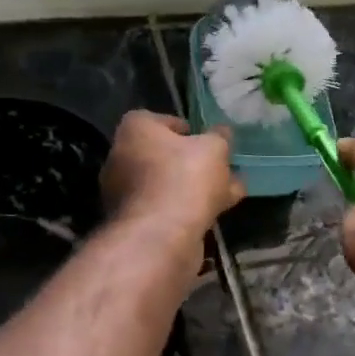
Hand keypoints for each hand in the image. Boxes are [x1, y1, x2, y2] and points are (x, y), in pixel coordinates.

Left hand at [101, 112, 244, 246]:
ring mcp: (126, 194)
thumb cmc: (184, 177)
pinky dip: (191, 206)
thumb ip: (219, 138)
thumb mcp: (213, 148)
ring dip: (197, 186)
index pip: (155, 120)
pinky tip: (221, 210)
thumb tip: (222, 132)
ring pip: (168, 184)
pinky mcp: (137, 222)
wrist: (161, 235)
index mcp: (134, 131)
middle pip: (163, 155)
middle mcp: (122, 158)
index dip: (181, 127)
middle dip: (194, 161)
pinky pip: (168, 207)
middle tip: (221, 166)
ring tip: (232, 190)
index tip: (203, 138)